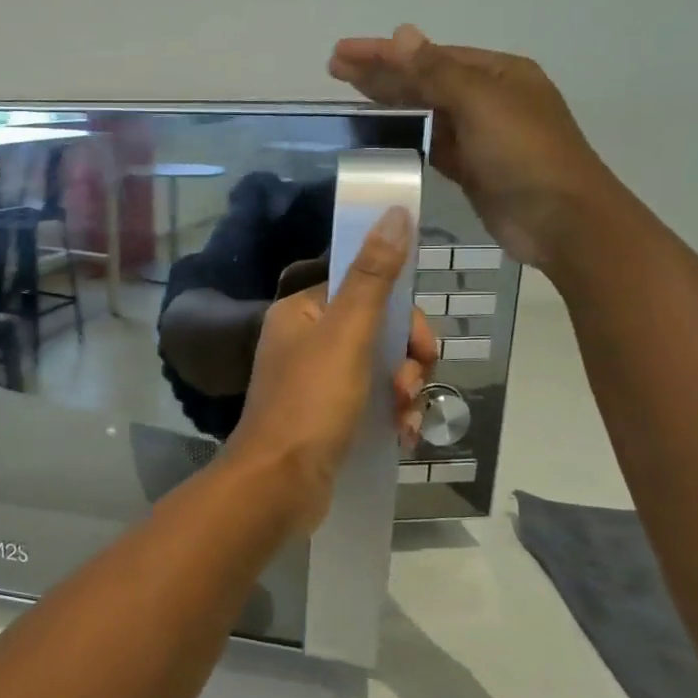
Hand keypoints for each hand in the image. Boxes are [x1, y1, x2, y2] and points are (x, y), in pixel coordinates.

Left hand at [225, 209, 436, 534]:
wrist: (279, 484)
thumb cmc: (311, 402)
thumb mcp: (347, 334)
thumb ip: (373, 276)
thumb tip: (395, 212)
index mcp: (301, 312)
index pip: (365, 289)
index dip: (400, 314)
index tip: (418, 344)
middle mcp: (305, 340)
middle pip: (378, 330)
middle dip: (405, 359)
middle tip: (407, 386)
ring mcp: (315, 380)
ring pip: (381, 368)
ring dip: (403, 391)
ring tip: (402, 419)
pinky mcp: (326, 416)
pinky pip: (372, 401)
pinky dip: (391, 415)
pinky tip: (402, 438)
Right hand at [329, 24, 622, 273]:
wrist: (559, 220)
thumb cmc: (524, 153)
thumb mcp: (481, 103)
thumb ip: (436, 71)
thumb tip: (401, 33)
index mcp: (497, 73)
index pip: (430, 56)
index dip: (384, 53)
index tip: (341, 52)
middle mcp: (488, 99)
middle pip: (424, 81)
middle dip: (380, 73)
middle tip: (334, 68)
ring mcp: (478, 136)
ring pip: (424, 112)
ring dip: (388, 102)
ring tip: (348, 96)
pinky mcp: (468, 168)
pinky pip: (428, 144)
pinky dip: (404, 136)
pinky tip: (378, 133)